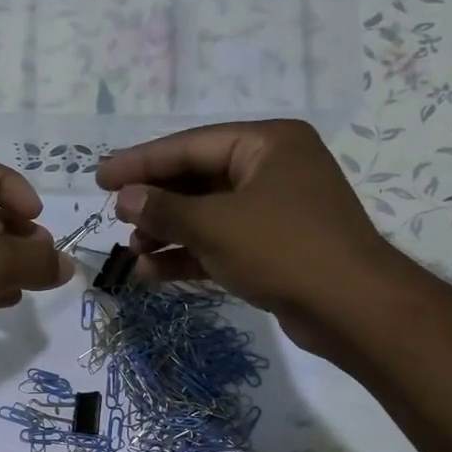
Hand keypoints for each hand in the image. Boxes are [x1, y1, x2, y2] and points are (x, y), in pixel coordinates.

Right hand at [96, 120, 417, 355]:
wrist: (350, 307)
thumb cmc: (283, 250)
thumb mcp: (215, 226)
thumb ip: (165, 210)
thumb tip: (125, 198)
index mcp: (266, 143)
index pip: (190, 146)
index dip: (140, 163)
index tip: (100, 178)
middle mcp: (272, 168)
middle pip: (197, 179)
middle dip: (155, 204)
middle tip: (115, 220)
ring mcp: (274, 210)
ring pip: (207, 215)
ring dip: (167, 234)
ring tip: (132, 254)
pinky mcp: (273, 247)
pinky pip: (221, 242)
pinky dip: (189, 256)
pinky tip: (154, 273)